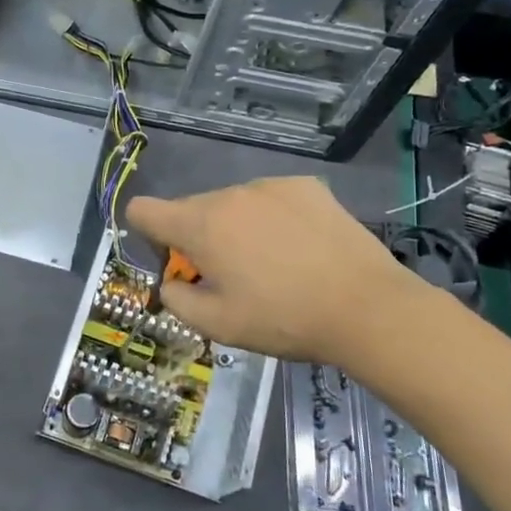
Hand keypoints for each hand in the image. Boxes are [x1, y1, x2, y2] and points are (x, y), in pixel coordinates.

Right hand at [126, 177, 417, 365]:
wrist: (367, 307)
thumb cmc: (284, 319)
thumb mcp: (218, 325)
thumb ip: (177, 300)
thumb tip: (172, 281)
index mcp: (201, 225)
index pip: (143, 210)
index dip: (146, 234)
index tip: (175, 262)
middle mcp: (229, 194)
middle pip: (191, 209)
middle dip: (198, 239)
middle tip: (231, 277)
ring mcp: (270, 185)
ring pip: (232, 204)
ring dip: (235, 228)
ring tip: (272, 264)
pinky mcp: (306, 186)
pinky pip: (269, 199)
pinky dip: (271, 218)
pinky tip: (299, 248)